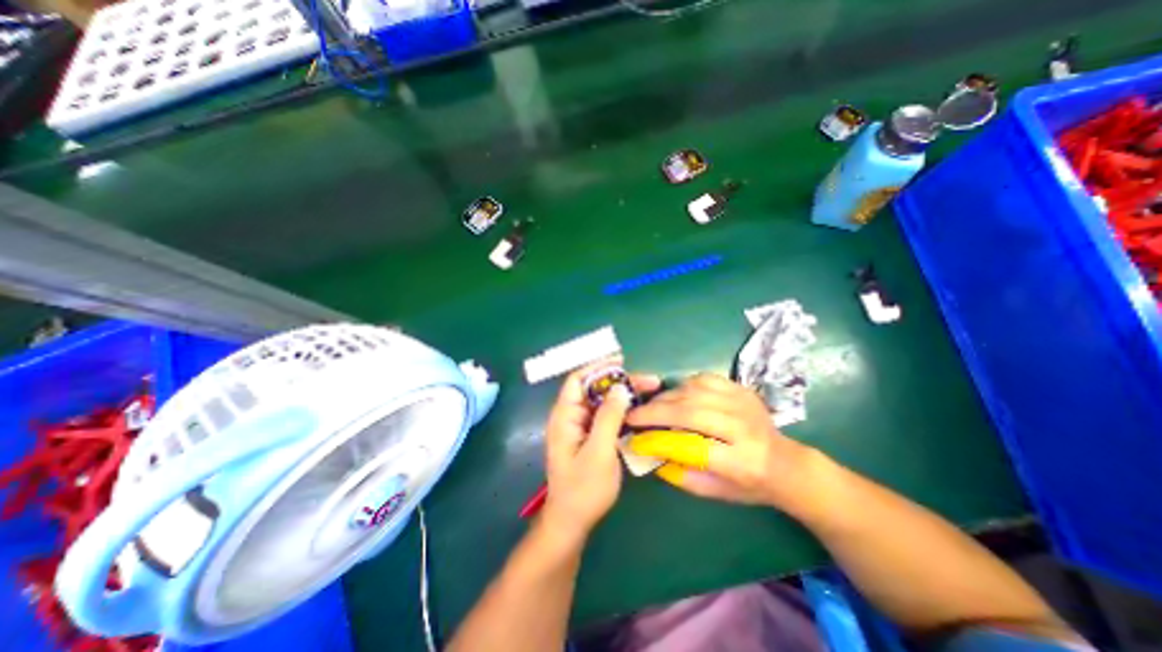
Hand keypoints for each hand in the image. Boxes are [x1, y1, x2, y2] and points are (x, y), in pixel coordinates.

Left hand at [540, 364, 657, 543]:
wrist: (572, 522)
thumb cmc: (583, 488)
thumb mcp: (599, 451)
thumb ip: (608, 417)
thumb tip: (620, 388)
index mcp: (565, 416)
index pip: (577, 380)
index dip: (597, 367)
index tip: (621, 361)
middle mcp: (571, 417)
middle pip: (594, 389)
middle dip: (619, 381)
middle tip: (649, 381)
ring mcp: (581, 427)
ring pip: (602, 402)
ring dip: (623, 395)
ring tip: (649, 391)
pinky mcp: (590, 437)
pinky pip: (605, 416)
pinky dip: (621, 410)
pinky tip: (639, 410)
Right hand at [628, 371, 813, 509]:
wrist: (786, 462)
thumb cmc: (751, 484)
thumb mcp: (717, 492)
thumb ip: (684, 476)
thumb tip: (653, 454)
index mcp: (743, 461)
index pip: (694, 446)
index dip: (661, 440)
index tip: (636, 438)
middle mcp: (744, 427)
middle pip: (691, 412)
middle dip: (656, 412)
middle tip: (634, 416)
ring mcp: (743, 402)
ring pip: (694, 392)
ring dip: (666, 397)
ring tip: (650, 406)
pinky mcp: (740, 388)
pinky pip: (704, 379)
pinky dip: (683, 385)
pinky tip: (674, 395)